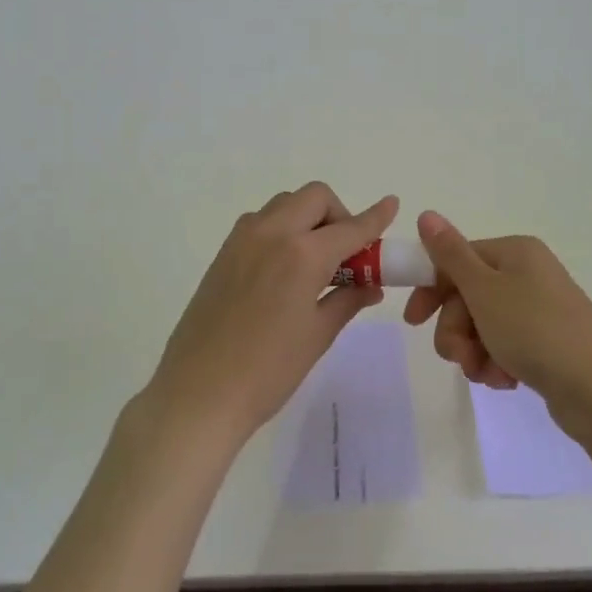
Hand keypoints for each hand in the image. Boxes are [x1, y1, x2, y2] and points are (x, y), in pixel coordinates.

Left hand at [145, 183, 398, 447]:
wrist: (199, 393)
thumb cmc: (268, 371)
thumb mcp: (318, 335)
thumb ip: (348, 299)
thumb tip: (371, 284)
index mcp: (303, 254)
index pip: (350, 227)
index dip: (376, 217)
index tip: (392, 205)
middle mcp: (272, 233)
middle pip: (314, 198)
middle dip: (338, 214)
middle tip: (347, 253)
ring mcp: (242, 239)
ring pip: (285, 204)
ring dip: (308, 218)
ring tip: (316, 261)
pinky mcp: (223, 253)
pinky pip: (261, 222)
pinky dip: (283, 229)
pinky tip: (285, 269)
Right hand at [402, 212, 591, 440]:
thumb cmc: (534, 330)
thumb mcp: (484, 290)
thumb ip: (450, 254)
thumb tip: (427, 213)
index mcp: (514, 252)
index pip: (457, 260)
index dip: (431, 290)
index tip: (413, 321)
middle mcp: (528, 273)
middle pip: (468, 296)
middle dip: (456, 330)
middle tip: (459, 357)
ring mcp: (540, 309)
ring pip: (482, 326)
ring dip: (474, 352)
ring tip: (486, 374)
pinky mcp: (547, 342)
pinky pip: (505, 346)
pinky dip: (497, 363)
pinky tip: (505, 381)